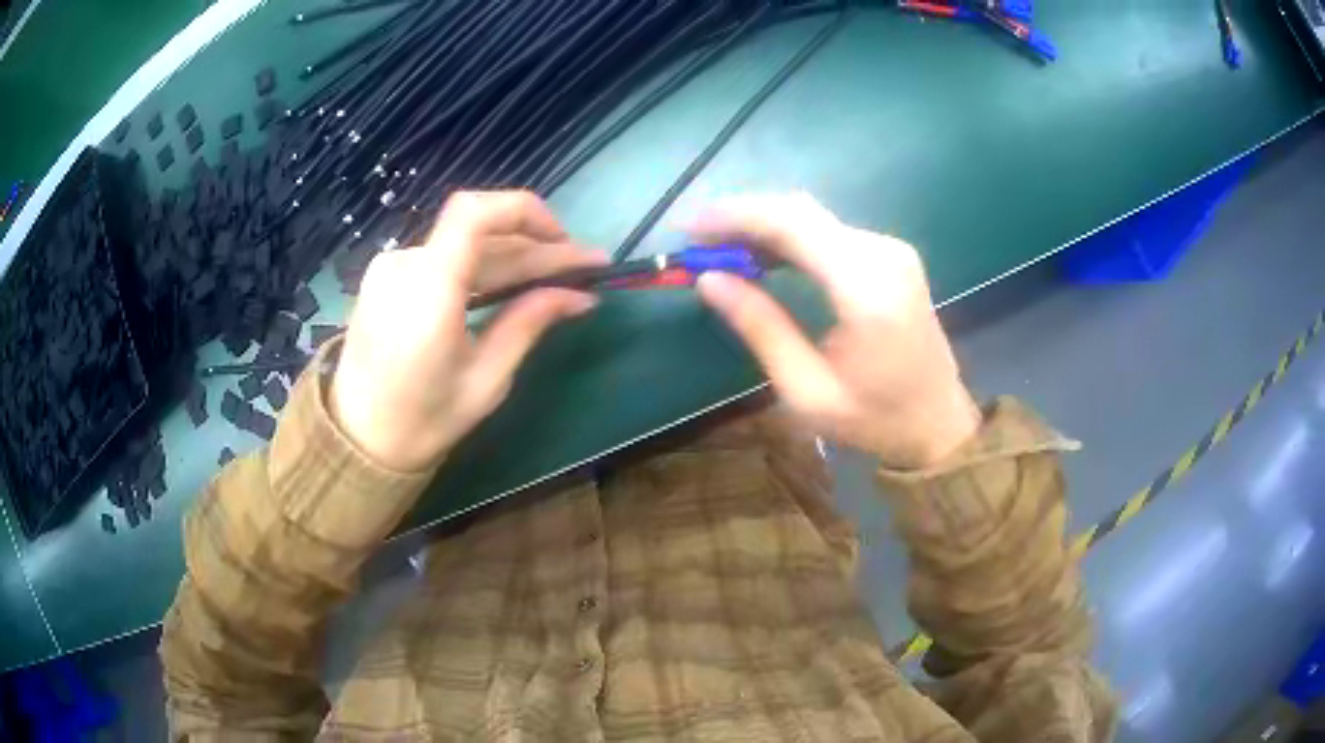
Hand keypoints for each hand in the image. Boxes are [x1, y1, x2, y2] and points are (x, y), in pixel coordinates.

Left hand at [330, 191, 604, 471]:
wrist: (358, 439)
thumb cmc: (423, 421)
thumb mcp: (486, 379)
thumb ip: (529, 323)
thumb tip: (581, 296)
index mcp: (427, 289)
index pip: (476, 213)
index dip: (526, 213)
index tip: (565, 241)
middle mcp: (405, 264)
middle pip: (479, 232)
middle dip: (536, 246)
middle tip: (584, 269)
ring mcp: (392, 267)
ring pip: (464, 245)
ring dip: (512, 255)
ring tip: (559, 276)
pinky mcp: (388, 277)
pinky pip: (443, 258)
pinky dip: (482, 266)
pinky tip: (512, 282)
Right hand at [692, 193, 979, 467]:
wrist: (939, 425)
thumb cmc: (874, 420)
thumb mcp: (806, 389)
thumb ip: (761, 327)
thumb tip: (710, 280)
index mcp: (866, 289)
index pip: (793, 225)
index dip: (736, 217)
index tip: (689, 228)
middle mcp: (884, 255)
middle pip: (801, 211)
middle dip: (744, 217)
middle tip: (697, 240)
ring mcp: (892, 251)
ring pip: (813, 216)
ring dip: (764, 225)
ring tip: (719, 249)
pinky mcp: (892, 257)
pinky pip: (830, 231)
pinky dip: (790, 236)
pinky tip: (763, 256)